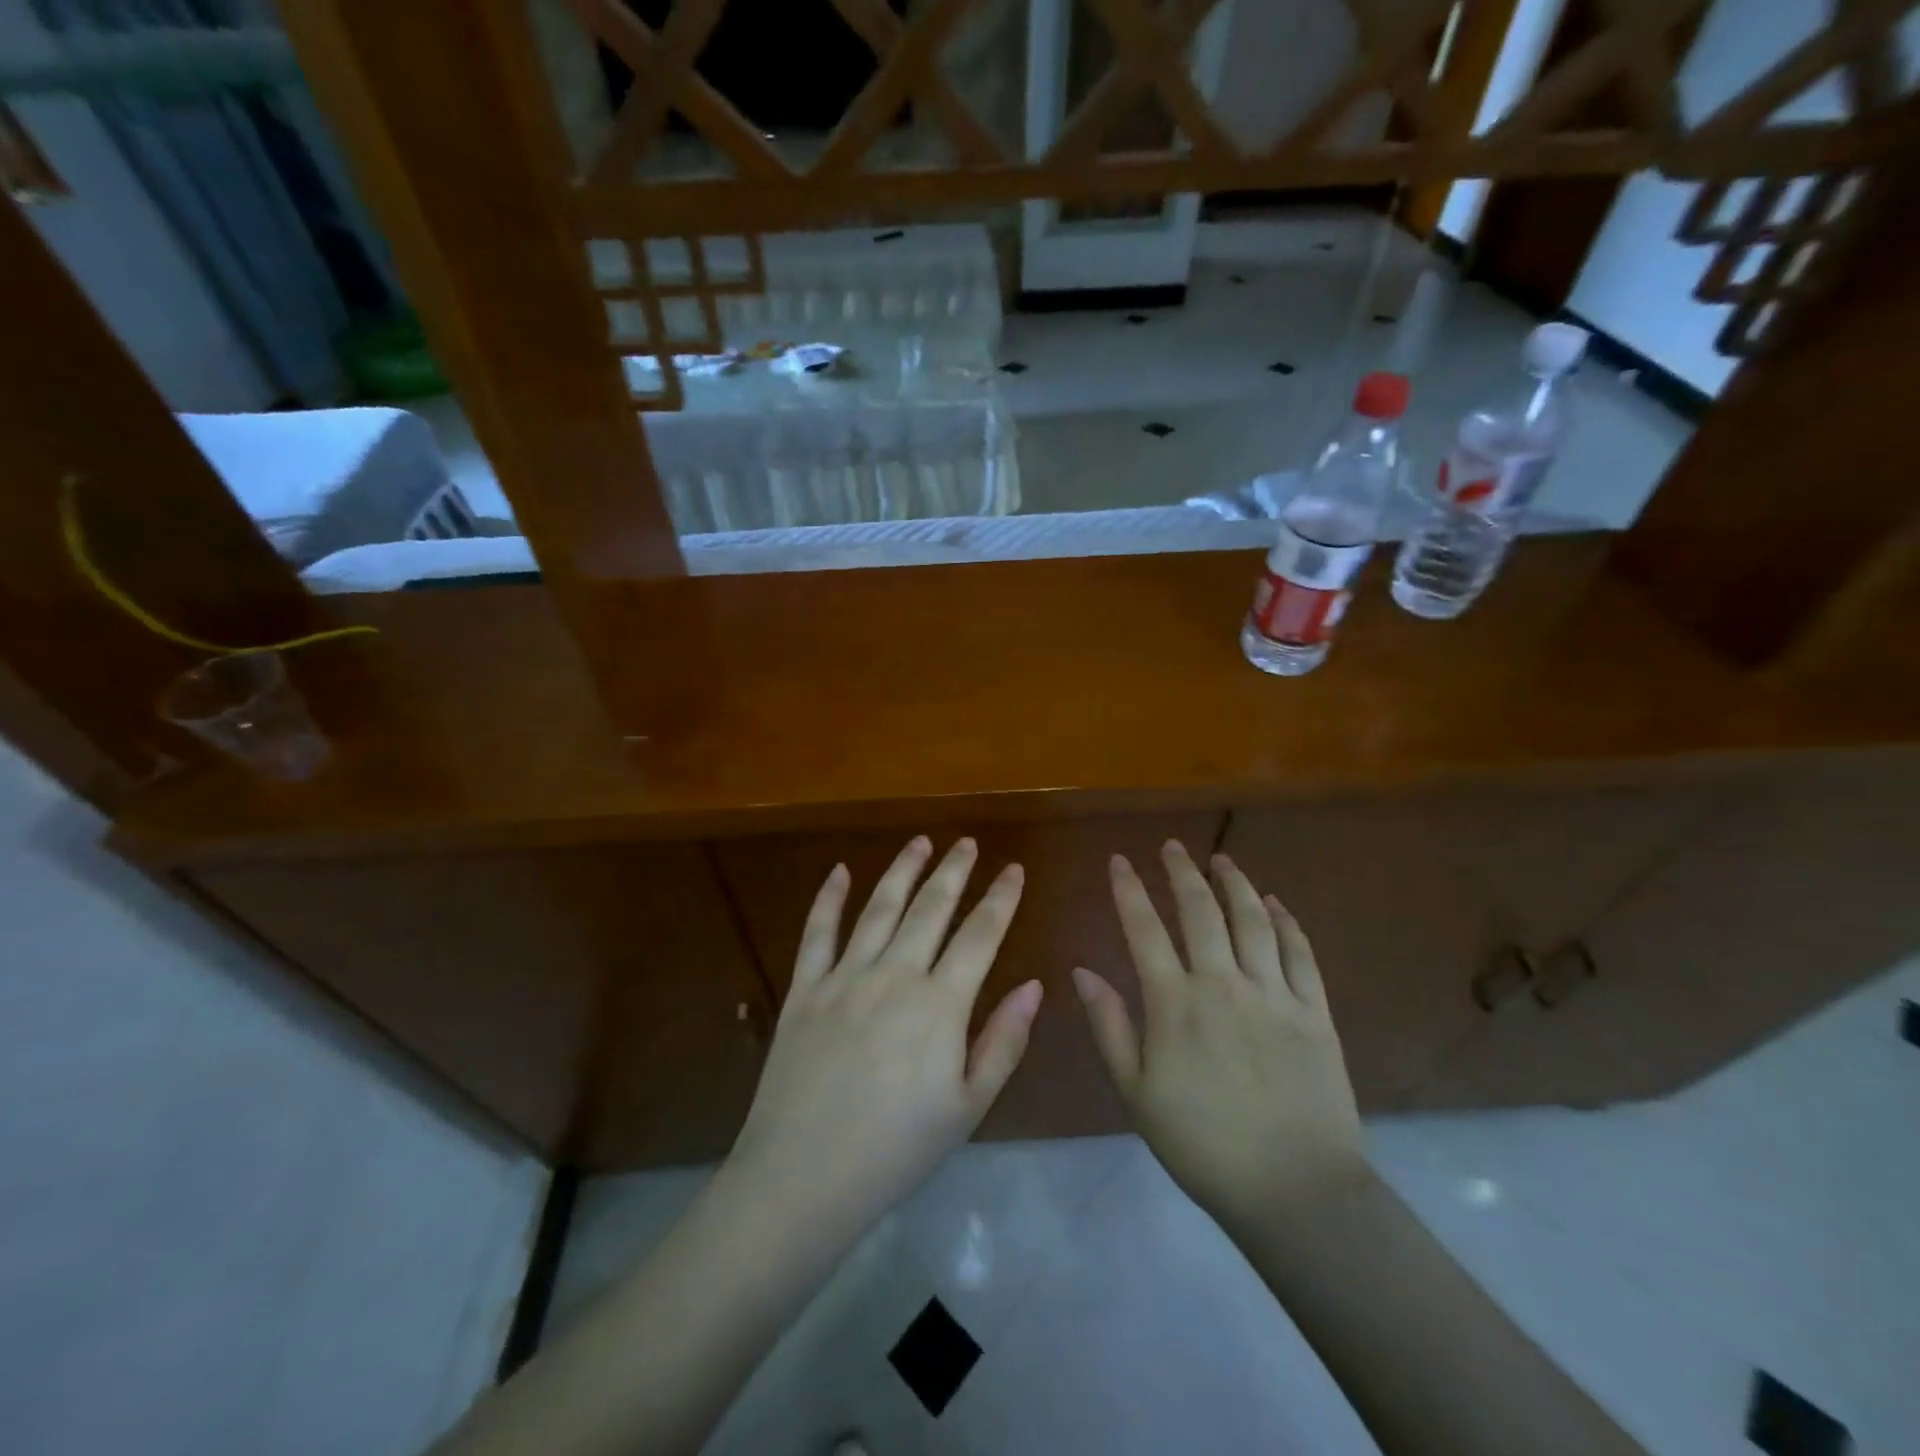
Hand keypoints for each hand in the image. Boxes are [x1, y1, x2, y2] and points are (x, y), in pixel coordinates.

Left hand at [728, 836, 1041, 1231]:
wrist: (804, 1176)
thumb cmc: (897, 1149)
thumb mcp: (968, 1107)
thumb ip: (1003, 1041)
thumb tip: (1034, 985)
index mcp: (940, 1005)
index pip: (980, 935)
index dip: (1000, 898)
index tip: (1013, 869)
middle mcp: (894, 975)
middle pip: (931, 909)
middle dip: (954, 871)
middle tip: (968, 843)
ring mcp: (844, 977)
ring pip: (879, 908)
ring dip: (903, 871)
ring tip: (921, 841)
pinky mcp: (804, 989)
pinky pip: (817, 932)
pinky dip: (829, 898)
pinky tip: (840, 871)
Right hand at [1072, 840, 1366, 1229]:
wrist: (1294, 1189)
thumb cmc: (1202, 1144)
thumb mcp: (1136, 1092)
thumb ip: (1109, 1026)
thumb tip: (1082, 971)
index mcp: (1175, 1002)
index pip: (1145, 929)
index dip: (1129, 889)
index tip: (1119, 860)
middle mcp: (1223, 983)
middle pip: (1200, 911)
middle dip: (1182, 871)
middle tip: (1171, 845)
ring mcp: (1274, 994)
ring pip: (1253, 920)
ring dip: (1235, 884)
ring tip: (1221, 860)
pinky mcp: (1315, 1012)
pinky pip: (1301, 953)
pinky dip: (1287, 922)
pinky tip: (1275, 904)